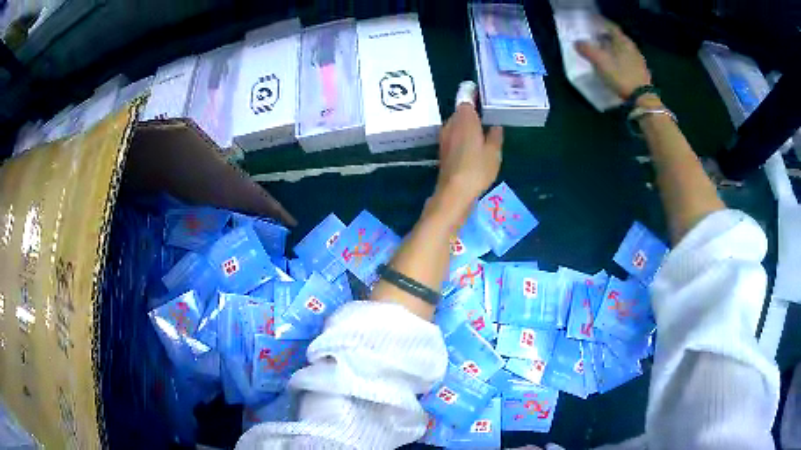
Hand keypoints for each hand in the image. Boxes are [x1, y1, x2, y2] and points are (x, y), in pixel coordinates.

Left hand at [436, 95, 502, 216]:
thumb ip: (495, 136)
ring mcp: (444, 136)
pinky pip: (454, 136)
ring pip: (457, 124)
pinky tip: (472, 145)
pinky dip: (462, 136)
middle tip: (487, 115)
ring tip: (482, 131)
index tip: (482, 95)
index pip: (467, 98)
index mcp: (465, 118)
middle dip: (472, 113)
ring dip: (467, 125)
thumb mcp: (494, 152)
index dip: (474, 95)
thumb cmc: (477, 168)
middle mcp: (451, 123)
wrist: (454, 191)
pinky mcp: (443, 150)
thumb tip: (495, 127)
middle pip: (461, 111)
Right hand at [575, 20, 650, 99]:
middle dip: (607, 36)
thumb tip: (577, 43)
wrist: (642, 98)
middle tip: (596, 38)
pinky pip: (628, 59)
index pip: (611, 27)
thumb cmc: (621, 76)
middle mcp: (631, 47)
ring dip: (614, 48)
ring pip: (623, 48)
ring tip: (605, 52)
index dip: (601, 24)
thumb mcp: (600, 62)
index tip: (592, 24)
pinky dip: (620, 58)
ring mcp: (638, 60)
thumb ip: (587, 50)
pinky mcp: (641, 71)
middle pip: (618, 37)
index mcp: (622, 41)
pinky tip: (616, 64)